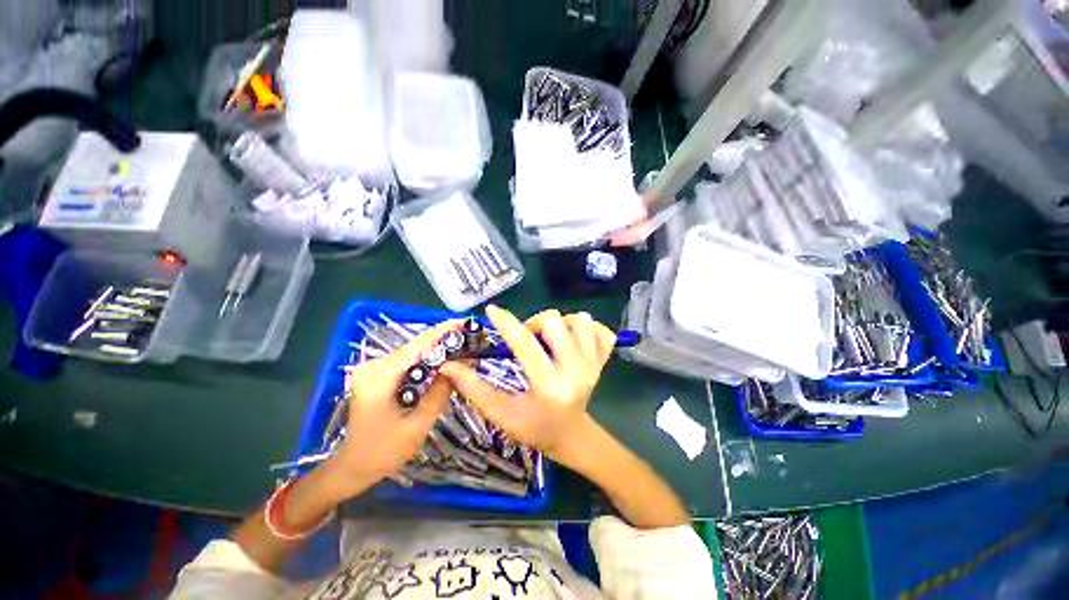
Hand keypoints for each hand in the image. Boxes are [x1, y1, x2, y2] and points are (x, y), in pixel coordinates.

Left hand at [323, 320, 459, 498]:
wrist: (352, 466)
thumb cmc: (383, 451)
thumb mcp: (417, 426)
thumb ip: (439, 394)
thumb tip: (459, 366)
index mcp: (381, 376)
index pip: (418, 345)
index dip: (444, 331)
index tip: (466, 323)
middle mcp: (375, 365)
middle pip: (417, 345)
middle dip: (445, 340)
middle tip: (472, 339)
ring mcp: (375, 368)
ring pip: (414, 352)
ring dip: (439, 349)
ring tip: (464, 348)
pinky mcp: (378, 374)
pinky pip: (409, 361)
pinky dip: (429, 359)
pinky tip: (445, 362)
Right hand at [440, 306, 616, 465]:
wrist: (573, 436)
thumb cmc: (535, 428)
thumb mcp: (502, 414)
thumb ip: (474, 389)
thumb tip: (449, 364)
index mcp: (549, 386)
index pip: (525, 344)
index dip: (506, 323)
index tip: (493, 311)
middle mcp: (576, 371)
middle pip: (555, 321)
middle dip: (534, 323)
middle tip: (527, 339)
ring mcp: (595, 364)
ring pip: (580, 320)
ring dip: (561, 324)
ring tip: (551, 340)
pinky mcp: (604, 360)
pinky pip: (602, 330)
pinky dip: (586, 329)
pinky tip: (574, 341)